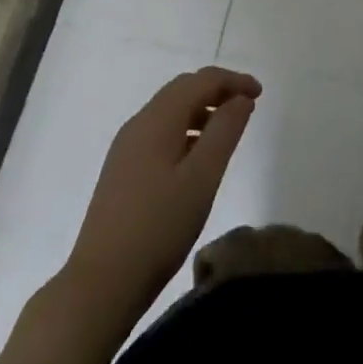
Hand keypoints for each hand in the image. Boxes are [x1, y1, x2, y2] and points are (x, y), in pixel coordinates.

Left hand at [63, 66, 260, 320]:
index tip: (261, 94)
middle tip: (248, 106)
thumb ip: (225, 131)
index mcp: (157, 120)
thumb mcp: (202, 177)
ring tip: (228, 131)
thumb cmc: (159, 227)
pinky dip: (185, 130)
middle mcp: (138, 124)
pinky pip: (160, 133)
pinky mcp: (122, 170)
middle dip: (218, 90)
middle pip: (182, 90)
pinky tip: (197, 157)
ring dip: (202, 110)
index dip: (233, 80)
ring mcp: (126, 148)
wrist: (101, 283)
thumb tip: (241, 98)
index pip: (201, 80)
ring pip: (170, 111)